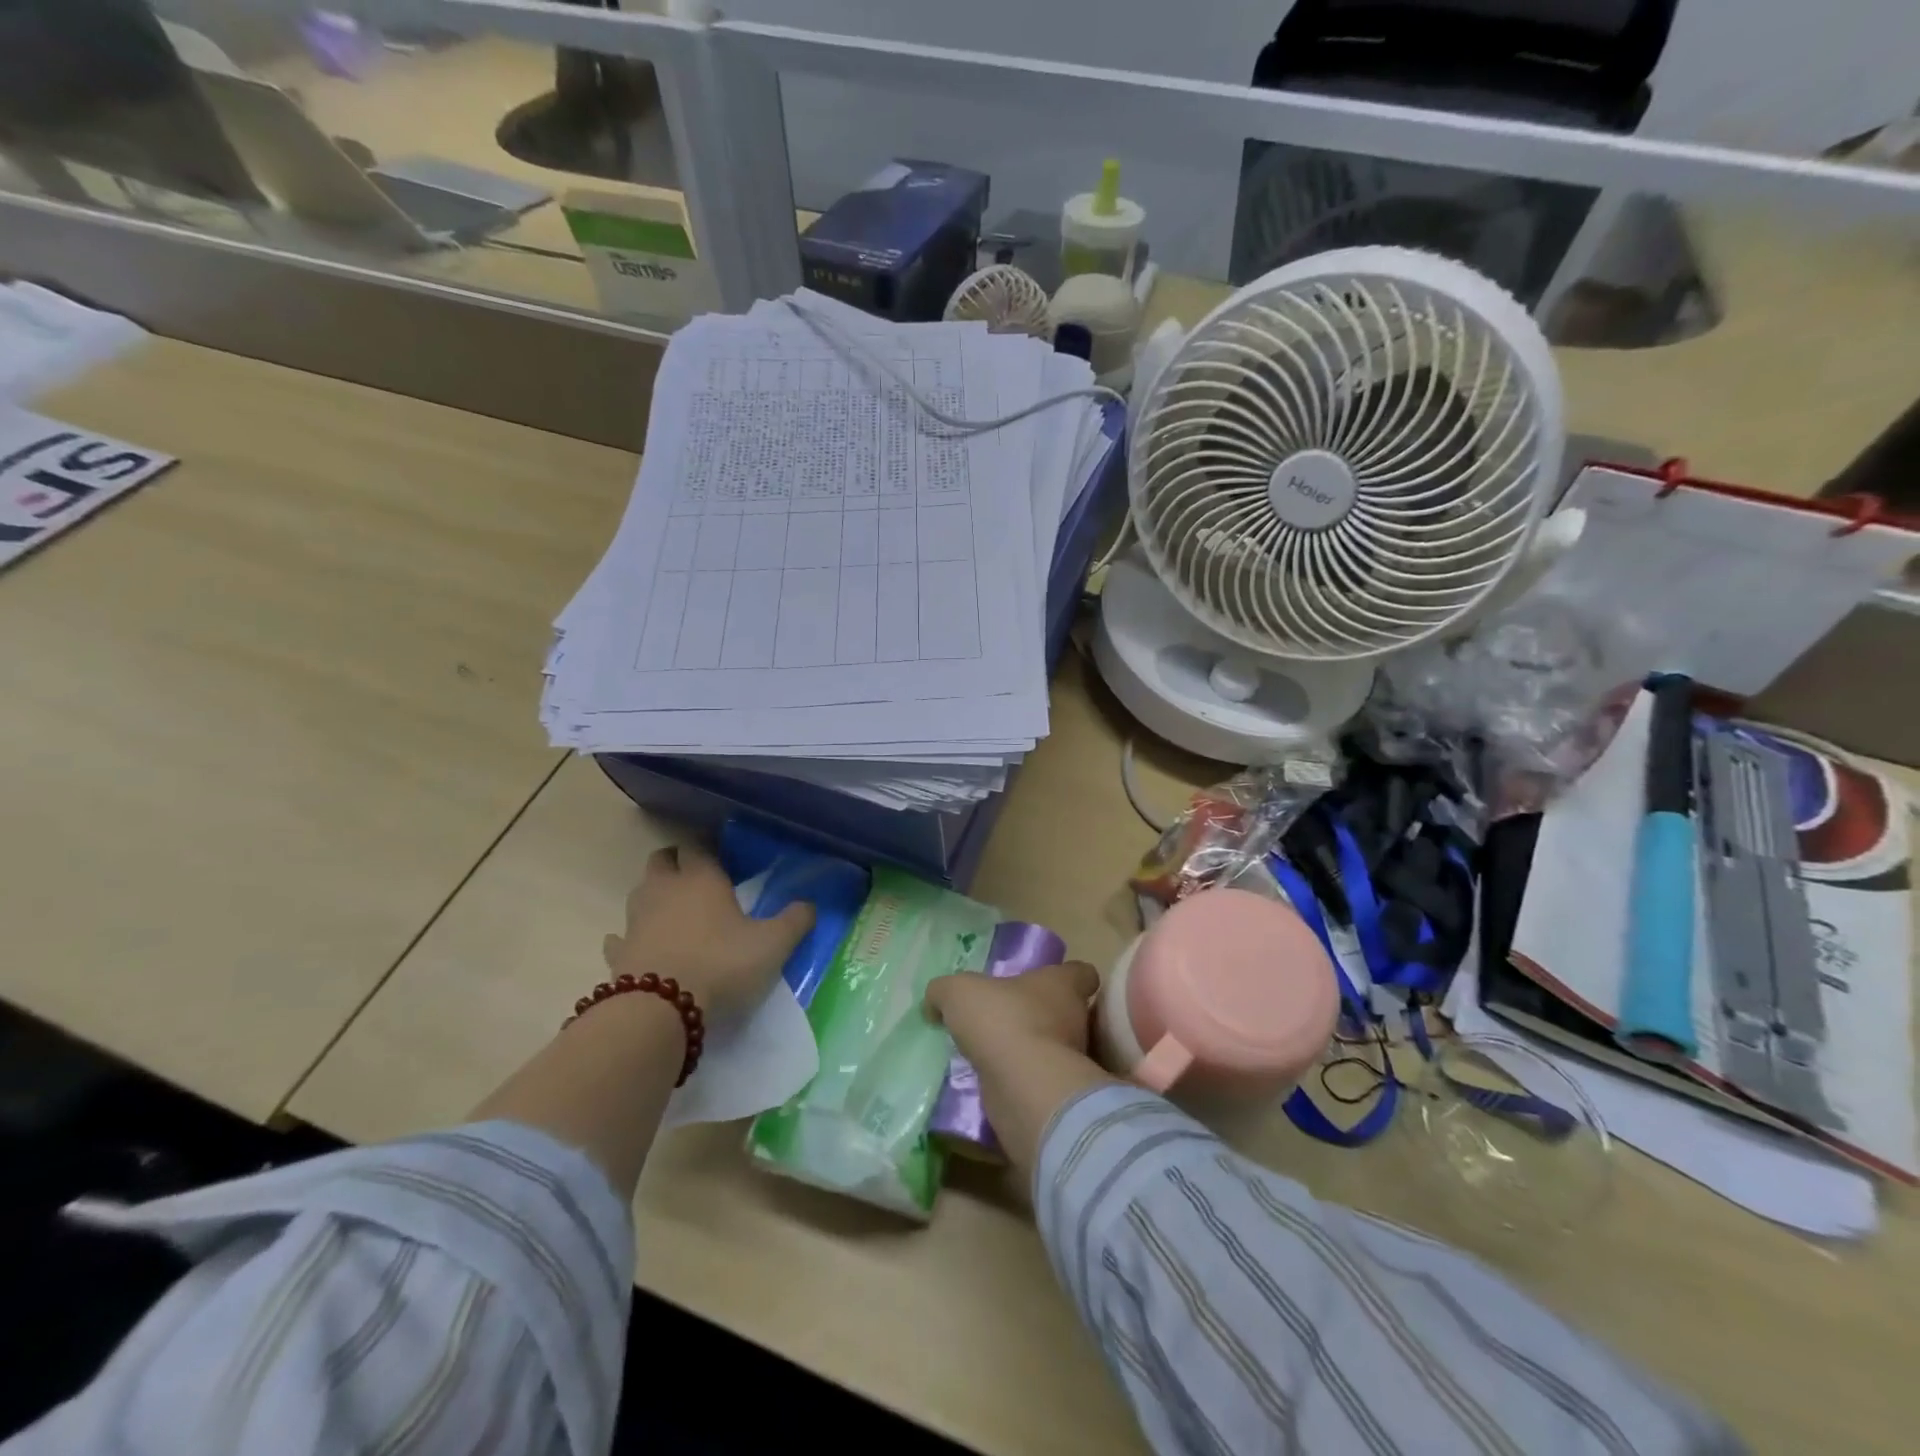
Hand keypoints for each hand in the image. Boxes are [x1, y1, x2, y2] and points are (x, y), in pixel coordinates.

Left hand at [603, 844, 813, 1019]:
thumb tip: (810, 904)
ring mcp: (636, 920)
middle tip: (697, 879)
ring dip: (654, 897)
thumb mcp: (773, 944)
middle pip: (662, 860)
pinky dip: (630, 938)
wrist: (659, 1011)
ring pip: (640, 893)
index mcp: (701, 878)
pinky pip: (621, 937)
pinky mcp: (618, 954)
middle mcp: (665, 890)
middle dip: (676, 864)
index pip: (698, 846)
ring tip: (675, 912)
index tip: (723, 859)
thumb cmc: (721, 965)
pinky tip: (642, 946)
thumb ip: (795, 921)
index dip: (708, 849)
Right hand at [924, 962, 1112, 1184]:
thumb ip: (944, 991)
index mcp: (1063, 985)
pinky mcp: (1058, 1095)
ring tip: (993, 1053)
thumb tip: (936, 1003)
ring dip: (1029, 1050)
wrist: (1022, 1085)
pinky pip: (1038, 1081)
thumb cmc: (1002, 1019)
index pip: (1082, 974)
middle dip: (1041, 1015)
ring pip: (1053, 1048)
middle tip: (1006, 1018)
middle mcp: (1075, 1020)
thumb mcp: (958, 992)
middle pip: (1067, 1012)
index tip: (1043, 981)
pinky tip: (991, 1081)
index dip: (1068, 975)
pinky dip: (1020, 1081)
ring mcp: (1070, 1061)